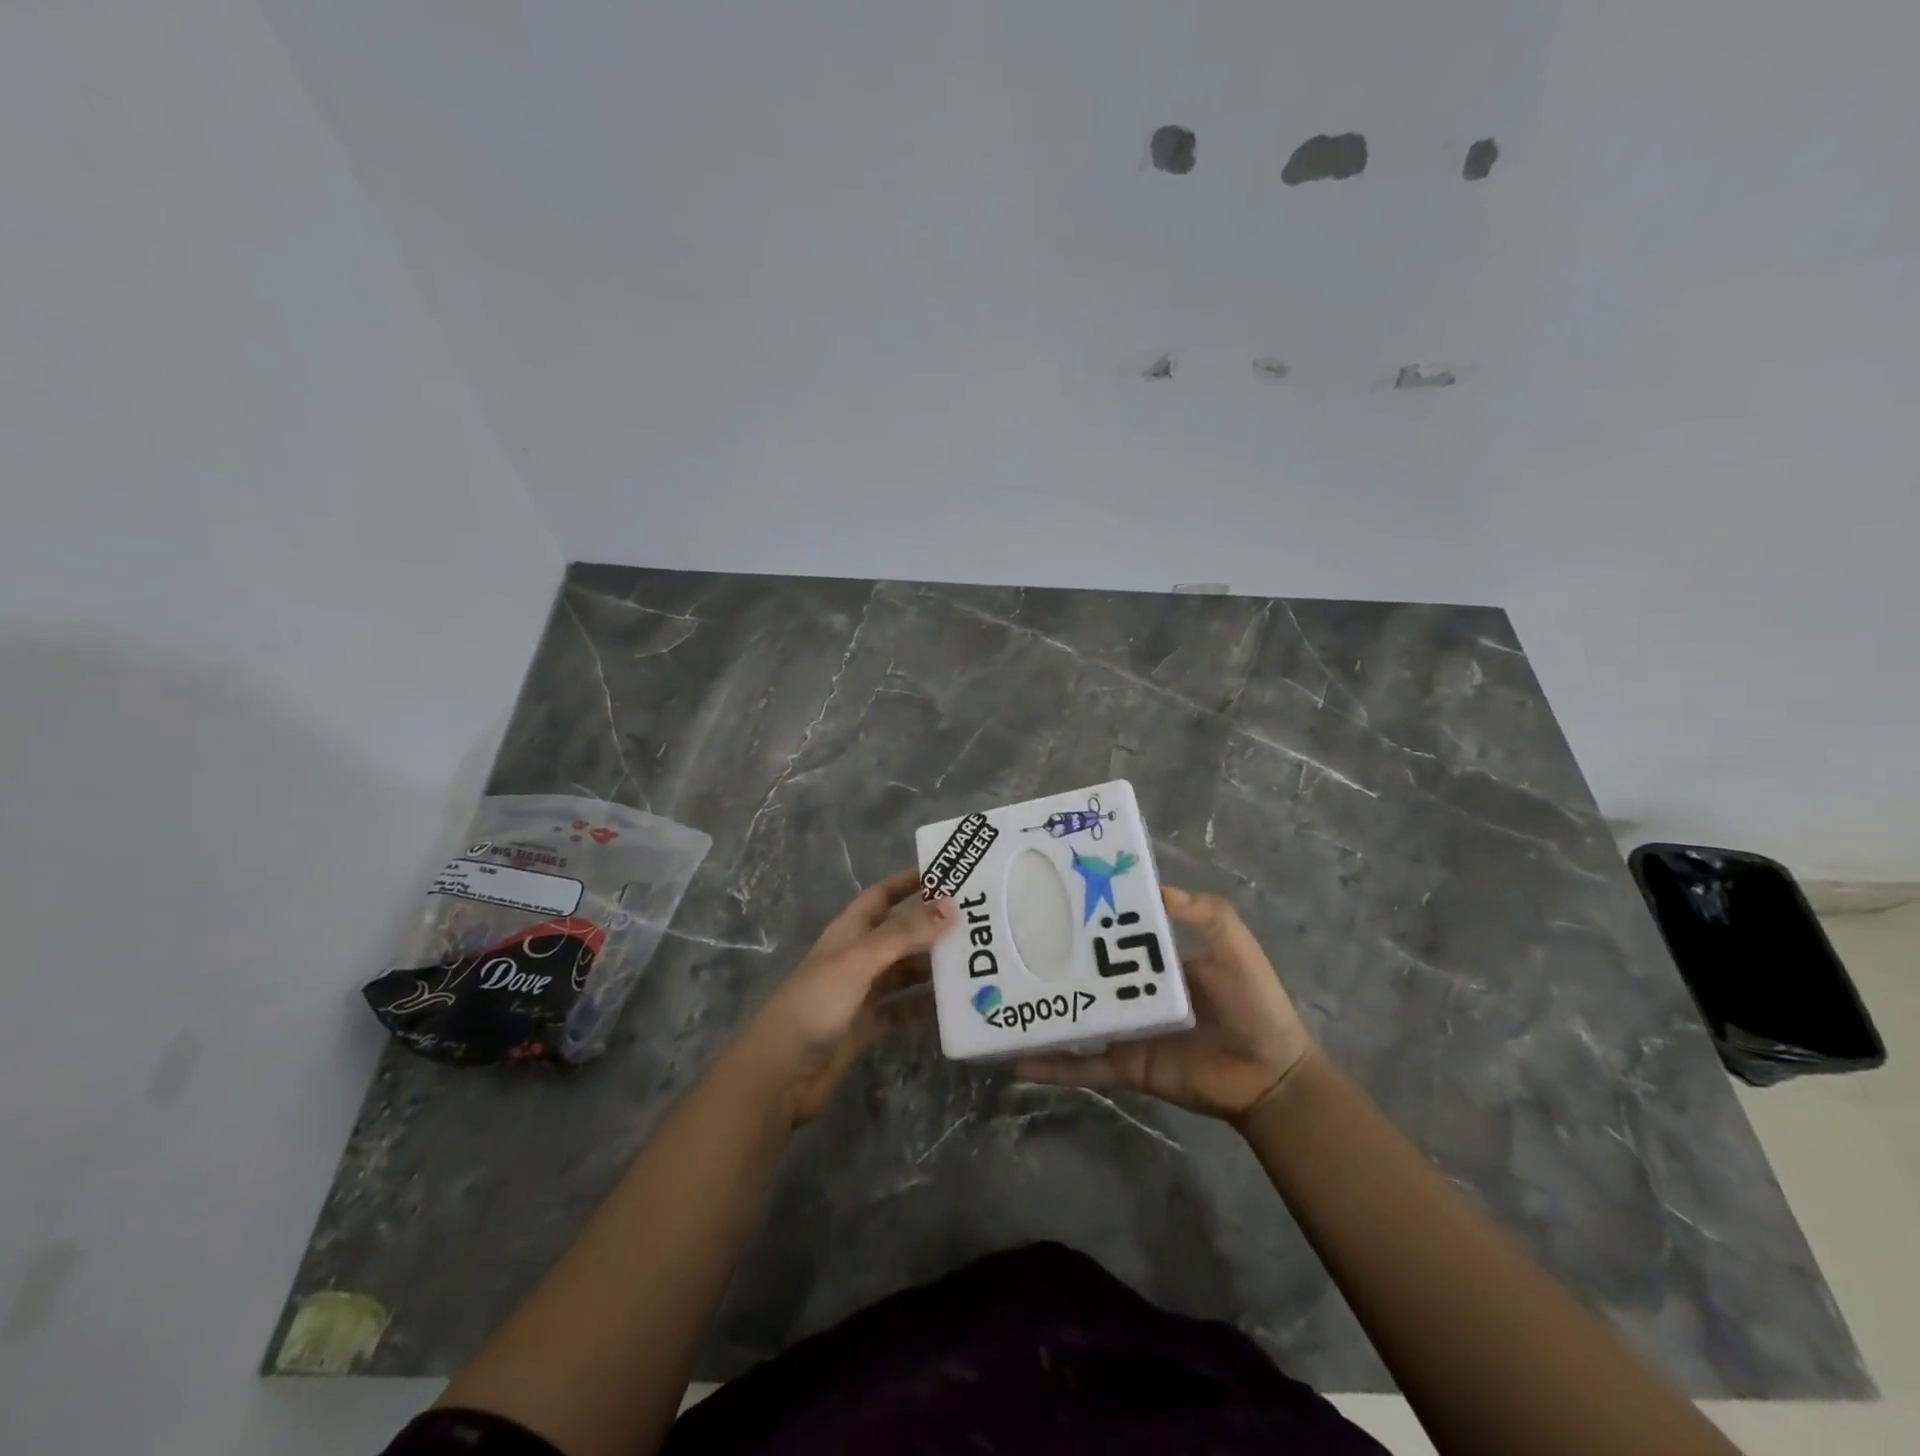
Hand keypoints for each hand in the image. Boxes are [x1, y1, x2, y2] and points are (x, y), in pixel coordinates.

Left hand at [729, 868, 954, 1124]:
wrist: (782, 1070)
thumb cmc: (817, 1002)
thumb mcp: (861, 959)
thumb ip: (904, 934)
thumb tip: (950, 906)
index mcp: (850, 931)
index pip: (883, 895)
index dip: (909, 881)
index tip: (947, 873)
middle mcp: (857, 956)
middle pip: (900, 933)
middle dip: (932, 927)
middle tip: (977, 923)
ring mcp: (862, 991)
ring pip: (905, 971)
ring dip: (933, 967)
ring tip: (974, 963)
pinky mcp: (867, 1025)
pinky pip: (902, 1008)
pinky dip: (924, 1006)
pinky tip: (953, 1006)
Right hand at [1017, 885, 1313, 1122]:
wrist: (1269, 1076)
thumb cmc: (1254, 1003)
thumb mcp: (1234, 945)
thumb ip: (1204, 913)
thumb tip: (1154, 886)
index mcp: (1152, 957)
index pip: (1109, 929)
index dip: (1082, 913)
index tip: (1045, 893)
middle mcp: (1129, 988)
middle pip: (1081, 970)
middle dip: (1046, 957)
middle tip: (1002, 940)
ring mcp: (1122, 1028)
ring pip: (1071, 1015)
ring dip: (1038, 1009)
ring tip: (994, 997)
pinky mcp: (1122, 1066)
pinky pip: (1080, 1065)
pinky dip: (1049, 1065)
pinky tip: (1014, 1059)